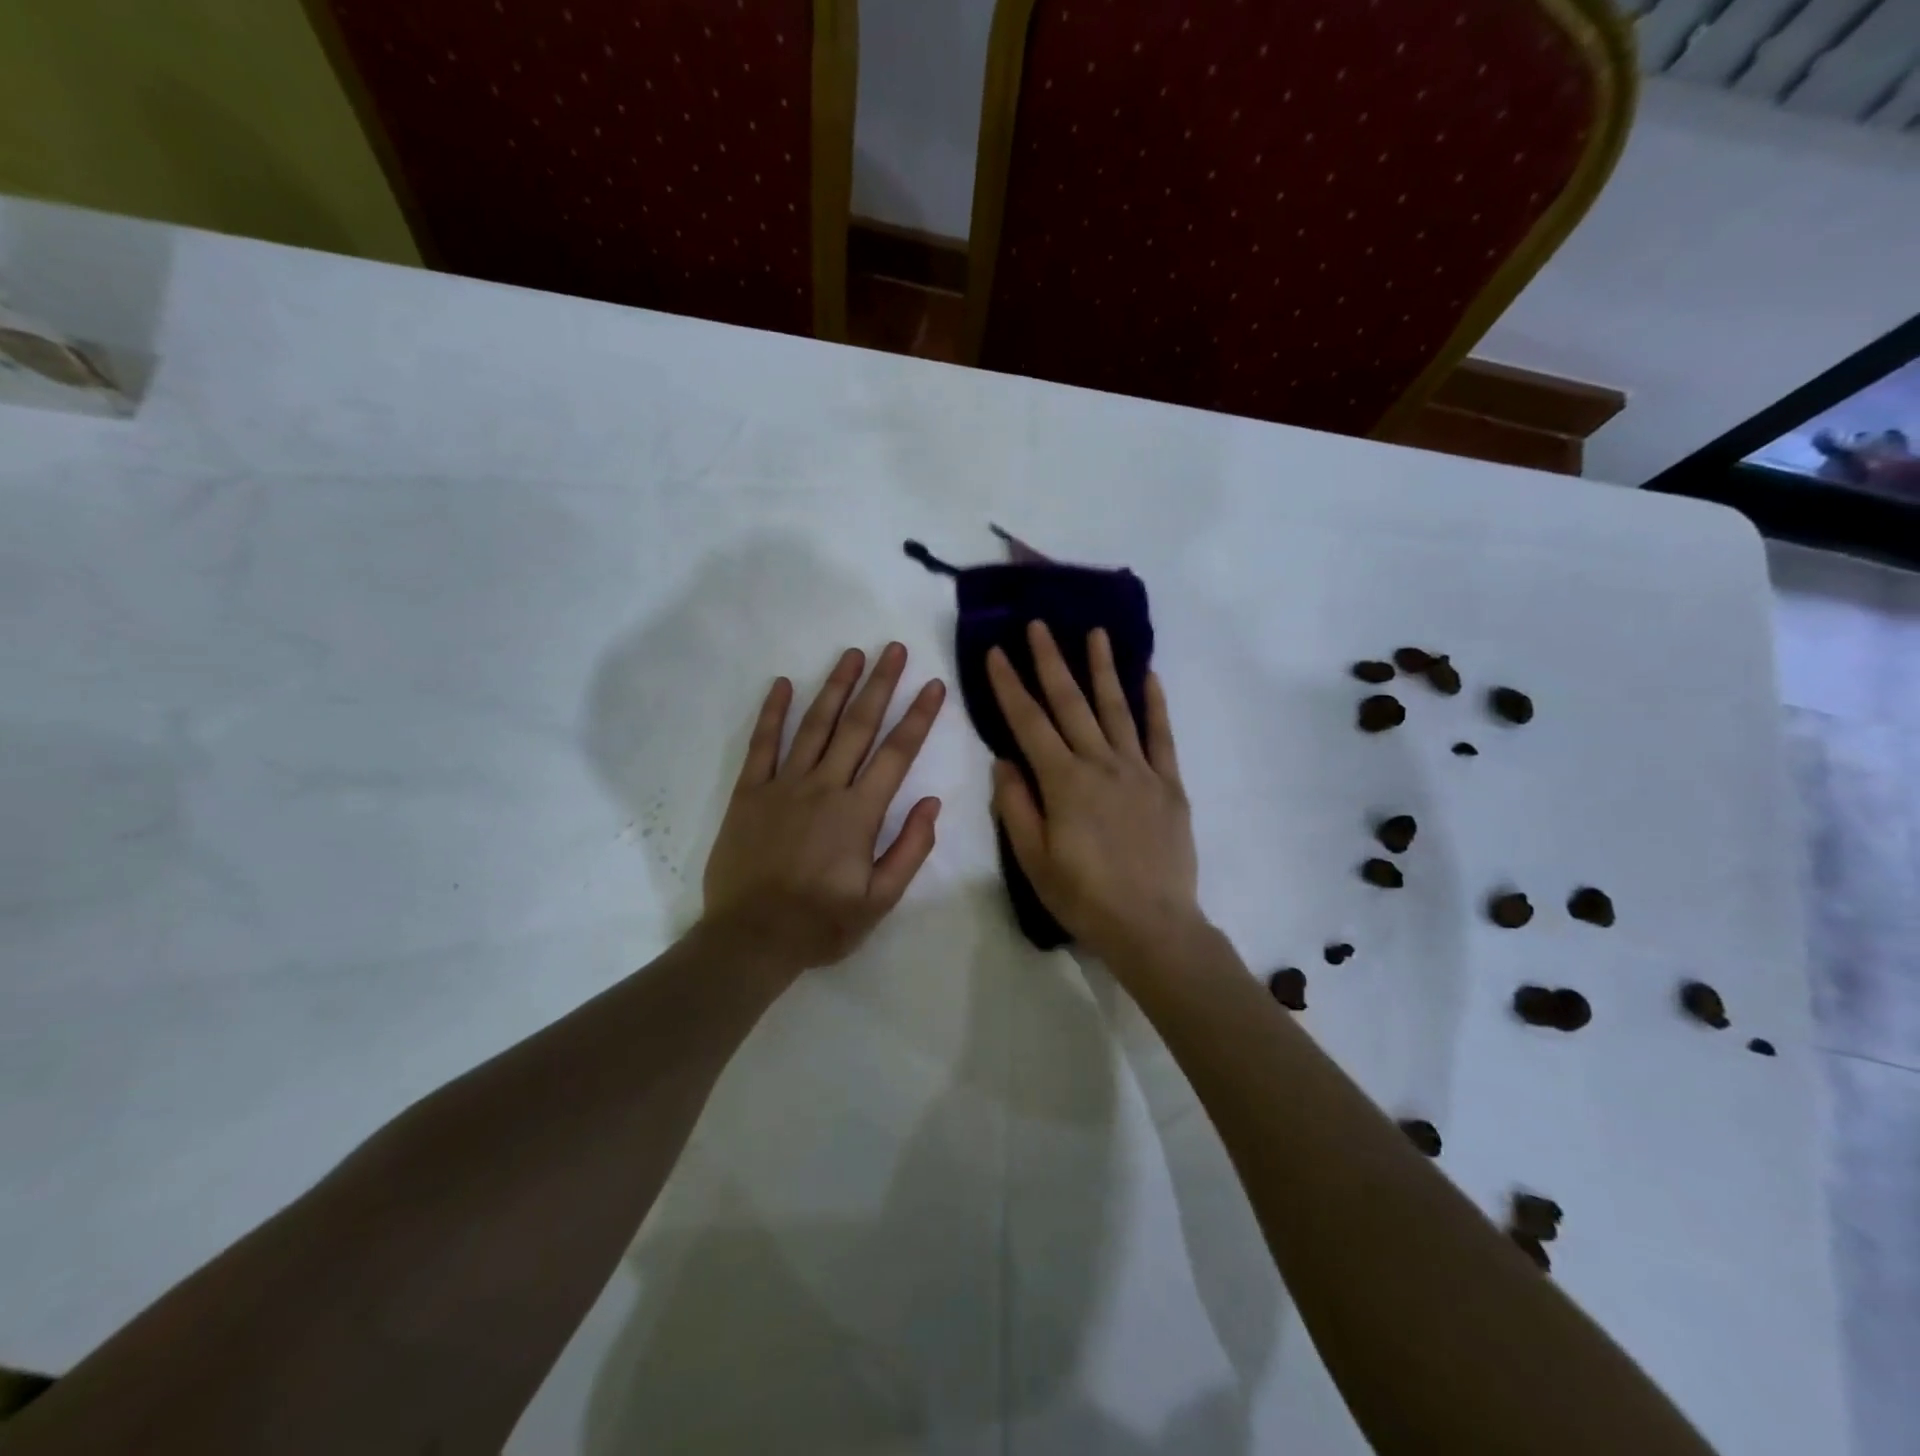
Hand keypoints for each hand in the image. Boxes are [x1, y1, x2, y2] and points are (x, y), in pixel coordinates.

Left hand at [702, 643, 945, 972]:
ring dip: (835, 686)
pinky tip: (781, 684)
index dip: (919, 717)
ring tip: (852, 654)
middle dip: (880, 684)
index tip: (934, 685)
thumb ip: (910, 849)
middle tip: (895, 649)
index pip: (897, 754)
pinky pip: (762, 745)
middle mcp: (824, 787)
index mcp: (859, 813)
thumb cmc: (821, 923)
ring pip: (815, 725)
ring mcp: (783, 785)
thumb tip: (933, 803)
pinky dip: (772, 713)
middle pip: (858, 726)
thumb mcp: (880, 900)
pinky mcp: (749, 793)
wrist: (751, 939)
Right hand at [987, 621, 1202, 965]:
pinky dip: (1155, 704)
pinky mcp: (1169, 784)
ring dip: (1103, 668)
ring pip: (1117, 708)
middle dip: (1051, 662)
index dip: (1009, 686)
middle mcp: (1100, 764)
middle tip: (1038, 626)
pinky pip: (1161, 736)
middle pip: (1071, 703)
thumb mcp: (1033, 860)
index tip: (996, 652)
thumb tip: (1003, 760)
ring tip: (1095, 632)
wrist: (1153, 926)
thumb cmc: (1084, 897)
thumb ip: (1015, 806)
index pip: (1028, 723)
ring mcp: (1139, 770)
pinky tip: (1149, 676)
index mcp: (1063, 782)